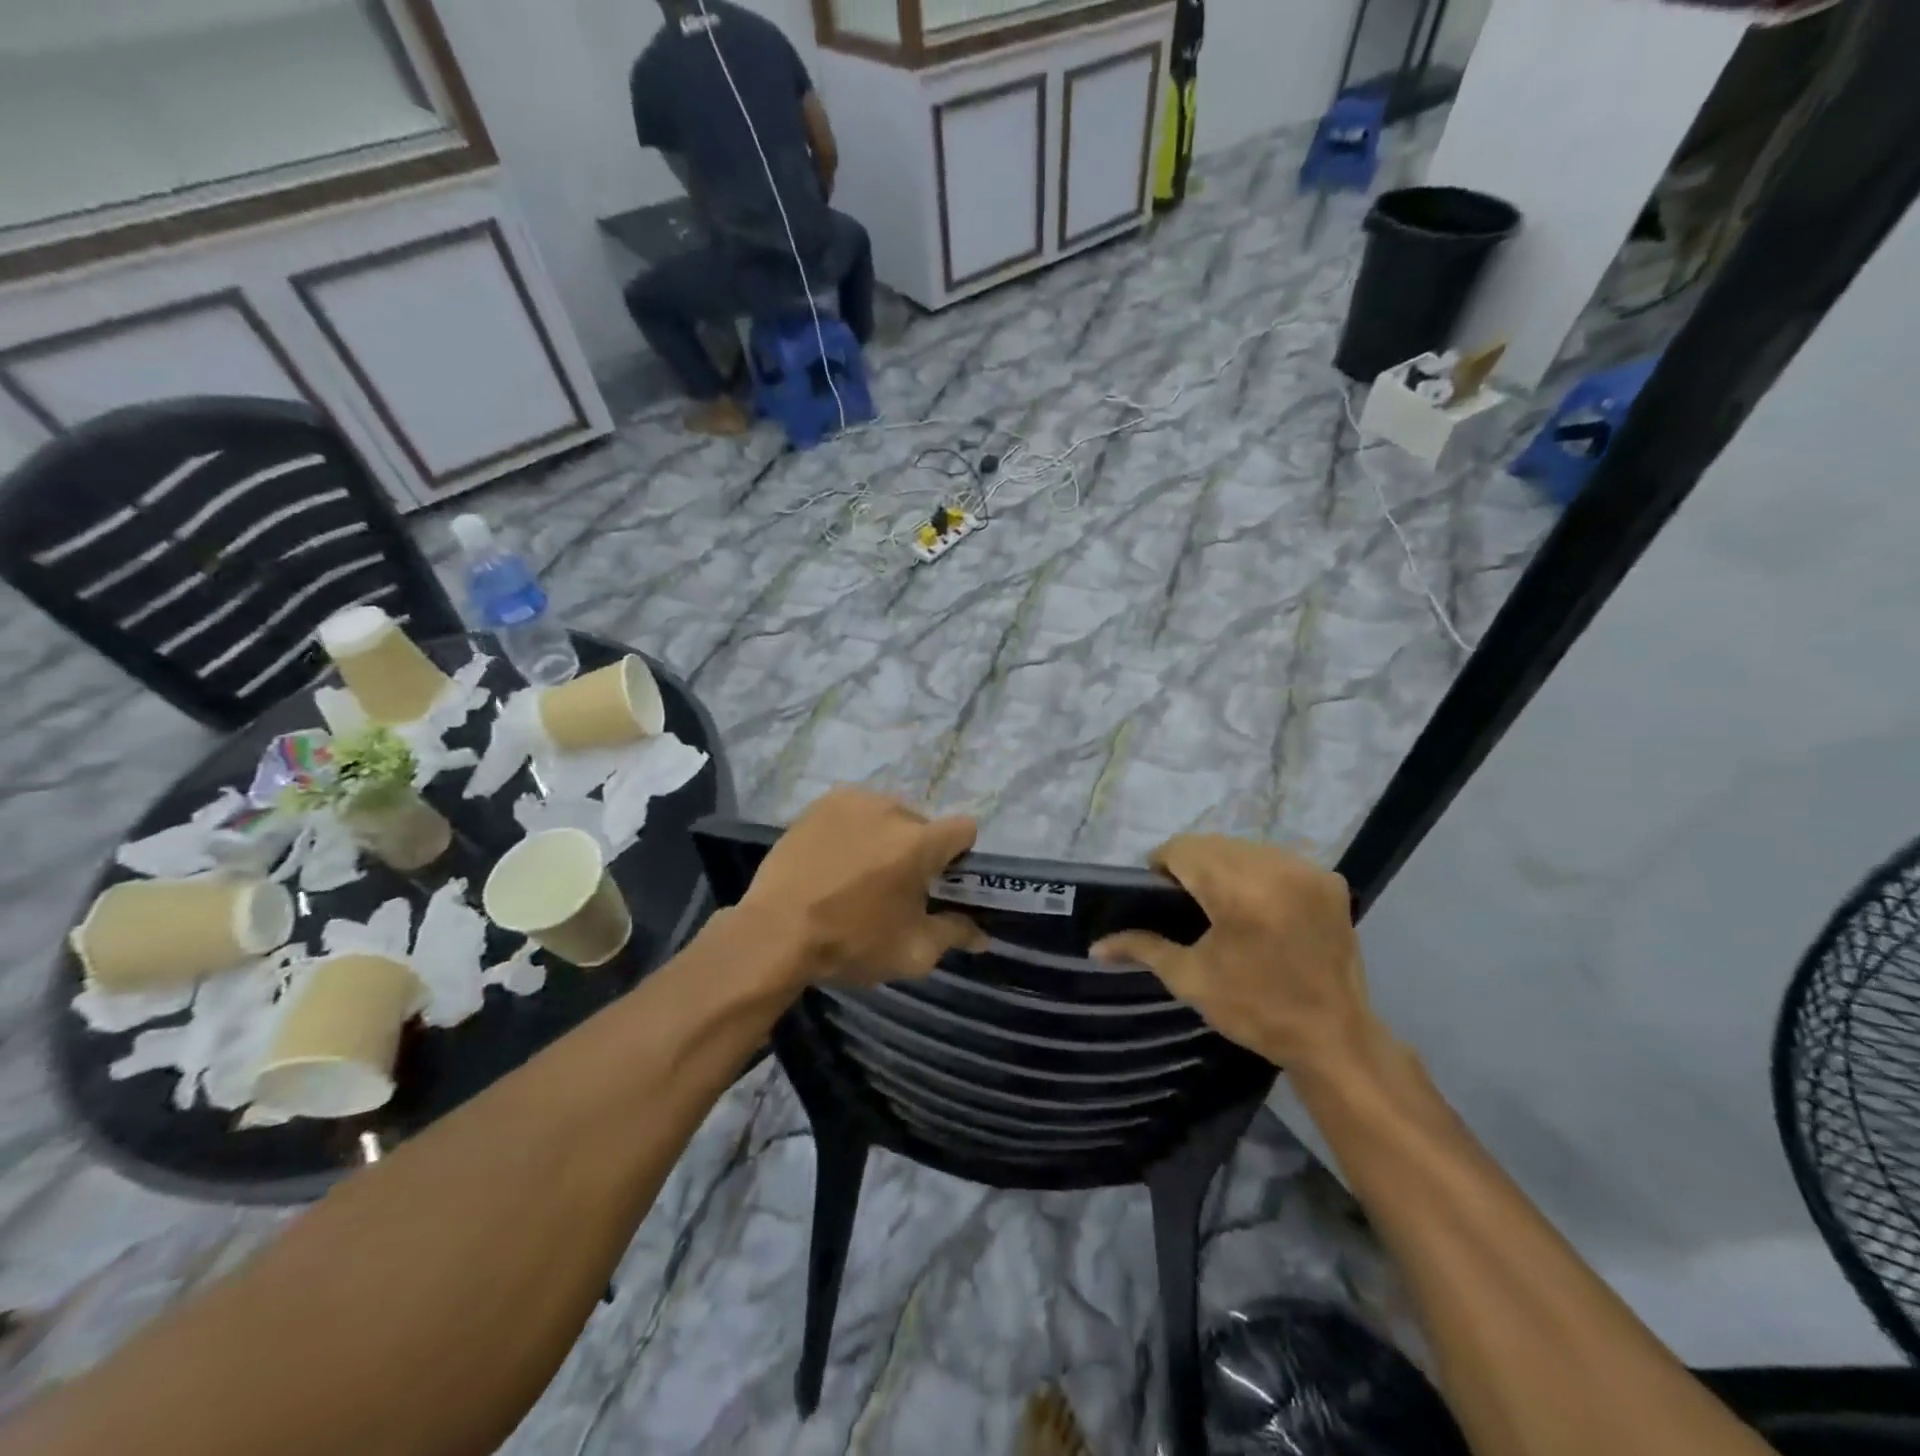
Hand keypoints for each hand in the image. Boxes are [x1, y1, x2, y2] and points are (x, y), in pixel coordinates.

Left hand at [741, 787, 986, 986]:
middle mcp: (891, 809)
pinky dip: (854, 829)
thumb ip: (953, 935)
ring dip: (885, 836)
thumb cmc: (850, 942)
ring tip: (859, 870)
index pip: (964, 828)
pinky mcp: (821, 803)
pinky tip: (834, 857)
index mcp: (919, 842)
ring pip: (887, 814)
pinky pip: (854, 810)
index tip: (941, 880)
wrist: (775, 932)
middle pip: (922, 824)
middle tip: (894, 884)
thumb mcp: (911, 951)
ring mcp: (853, 801)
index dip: (959, 854)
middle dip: (917, 849)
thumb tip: (982, 934)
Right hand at [1092, 836, 1371, 1069]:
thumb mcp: (1191, 979)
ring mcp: (1307, 871)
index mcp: (1239, 891)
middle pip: (1213, 844)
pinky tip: (1257, 905)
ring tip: (1220, 903)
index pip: (1183, 849)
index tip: (1157, 895)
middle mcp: (1276, 868)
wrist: (1334, 1039)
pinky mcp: (1329, 881)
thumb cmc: (1256, 1010)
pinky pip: (1276, 859)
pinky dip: (1258, 872)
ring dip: (1224, 865)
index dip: (1162, 865)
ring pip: (1244, 847)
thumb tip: (1095, 946)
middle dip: (1191, 865)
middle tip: (1185, 904)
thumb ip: (1142, 948)